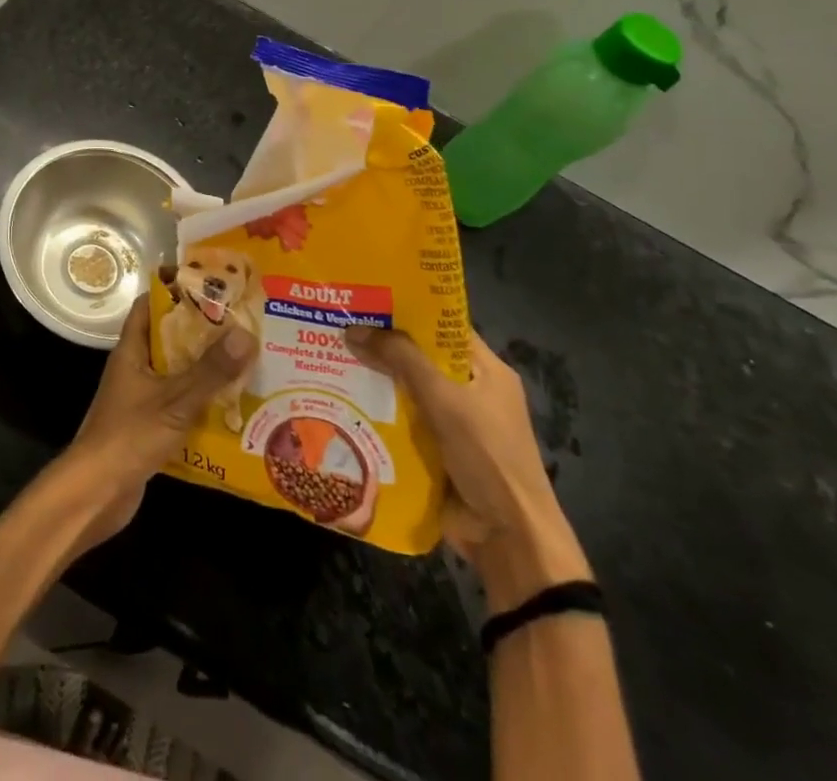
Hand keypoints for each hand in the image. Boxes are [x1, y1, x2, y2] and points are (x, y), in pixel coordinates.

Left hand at [60, 295, 255, 550]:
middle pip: (169, 340)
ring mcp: (140, 399)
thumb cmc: (129, 436)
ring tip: (246, 362)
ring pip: (176, 374)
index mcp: (131, 351)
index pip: (150, 306)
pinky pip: (179, 405)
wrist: (96, 494)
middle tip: (242, 325)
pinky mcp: (149, 428)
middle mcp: (134, 369)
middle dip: (202, 333)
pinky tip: (232, 408)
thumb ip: (210, 370)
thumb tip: (246, 332)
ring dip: (205, 370)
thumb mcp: (175, 400)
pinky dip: (201, 403)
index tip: (210, 286)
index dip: (176, 292)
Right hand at [345, 326, 589, 605]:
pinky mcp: (435, 453)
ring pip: (405, 392)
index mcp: (485, 370)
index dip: (408, 310)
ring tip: (327, 360)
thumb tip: (353, 328)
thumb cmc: (487, 456)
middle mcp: (470, 392)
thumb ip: (401, 359)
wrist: (509, 538)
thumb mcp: (444, 398)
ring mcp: (452, 425)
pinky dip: (376, 415)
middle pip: (419, 359)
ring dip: (373, 382)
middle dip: (381, 346)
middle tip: (336, 326)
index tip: (366, 298)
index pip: (442, 327)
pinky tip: (340, 404)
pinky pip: (400, 424)